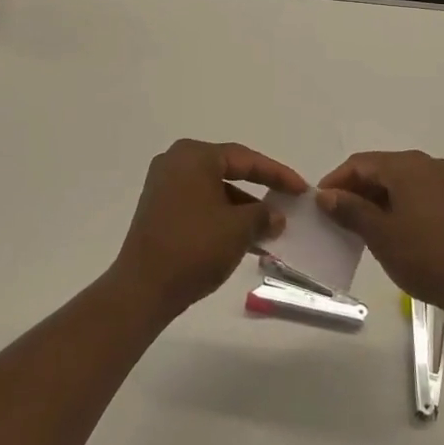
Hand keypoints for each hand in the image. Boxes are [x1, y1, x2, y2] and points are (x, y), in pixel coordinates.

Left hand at [113, 140, 307, 319]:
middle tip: (286, 201)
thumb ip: (262, 215)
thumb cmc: (194, 247)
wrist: (142, 289)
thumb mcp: (238, 229)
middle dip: (259, 189)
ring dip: (241, 208)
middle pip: (228, 171)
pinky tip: (242, 238)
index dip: (277, 174)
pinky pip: (199, 204)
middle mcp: (175, 162)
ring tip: (268, 228)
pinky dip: (221, 216)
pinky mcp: (158, 209)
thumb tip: (276, 216)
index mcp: (194, 156)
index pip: (245, 159)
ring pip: (214, 190)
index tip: (301, 188)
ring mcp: (163, 186)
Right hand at [315, 151, 443, 321]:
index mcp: (407, 165)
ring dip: (377, 199)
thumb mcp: (381, 235)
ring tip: (361, 227)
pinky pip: (419, 193)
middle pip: (382, 169)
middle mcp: (428, 164)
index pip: (361, 163)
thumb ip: (351, 210)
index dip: (336, 180)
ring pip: (401, 182)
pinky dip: (399, 205)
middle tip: (337, 217)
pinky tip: (392, 231)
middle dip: (356, 190)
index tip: (319, 204)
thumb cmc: (427, 256)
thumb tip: (326, 195)